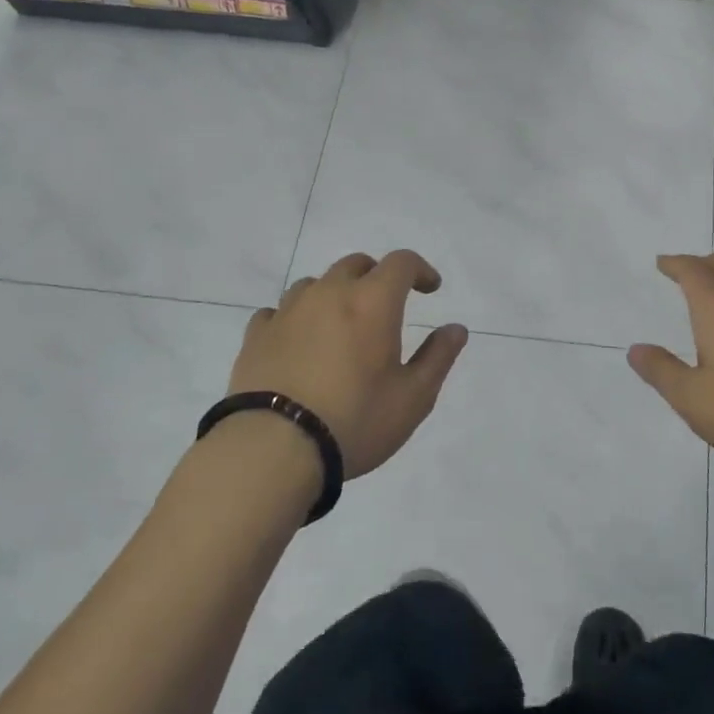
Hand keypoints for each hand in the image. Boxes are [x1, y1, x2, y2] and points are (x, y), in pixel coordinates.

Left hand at [230, 251, 468, 478]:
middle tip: (387, 305)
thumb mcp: (413, 397)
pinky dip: (296, 317)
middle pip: (356, 264)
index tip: (430, 289)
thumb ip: (438, 357)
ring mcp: (288, 312)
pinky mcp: (256, 336)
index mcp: (373, 302)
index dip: (420, 269)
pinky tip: (298, 341)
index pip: (401, 263)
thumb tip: (456, 329)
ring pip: (316, 284)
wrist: (272, 450)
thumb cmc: (355, 420)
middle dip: (377, 277)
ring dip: (335, 293)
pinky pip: (279, 311)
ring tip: (340, 324)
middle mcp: (330, 294)